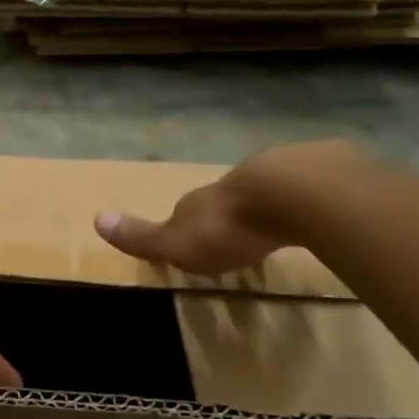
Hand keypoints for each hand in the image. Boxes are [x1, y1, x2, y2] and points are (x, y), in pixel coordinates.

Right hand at [94, 141, 367, 273]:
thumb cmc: (228, 226)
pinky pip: (310, 191)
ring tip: (276, 230)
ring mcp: (279, 174)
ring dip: (270, 209)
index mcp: (201, 201)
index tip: (192, 245)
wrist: (292, 193)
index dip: (187, 227)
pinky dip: (308, 204)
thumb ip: (141, 236)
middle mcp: (234, 182)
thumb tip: (96, 218)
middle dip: (230, 216)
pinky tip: (316, 218)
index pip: (187, 212)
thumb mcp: (176, 241)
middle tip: (238, 239)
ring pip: (269, 192)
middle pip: (227, 200)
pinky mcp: (323, 176)